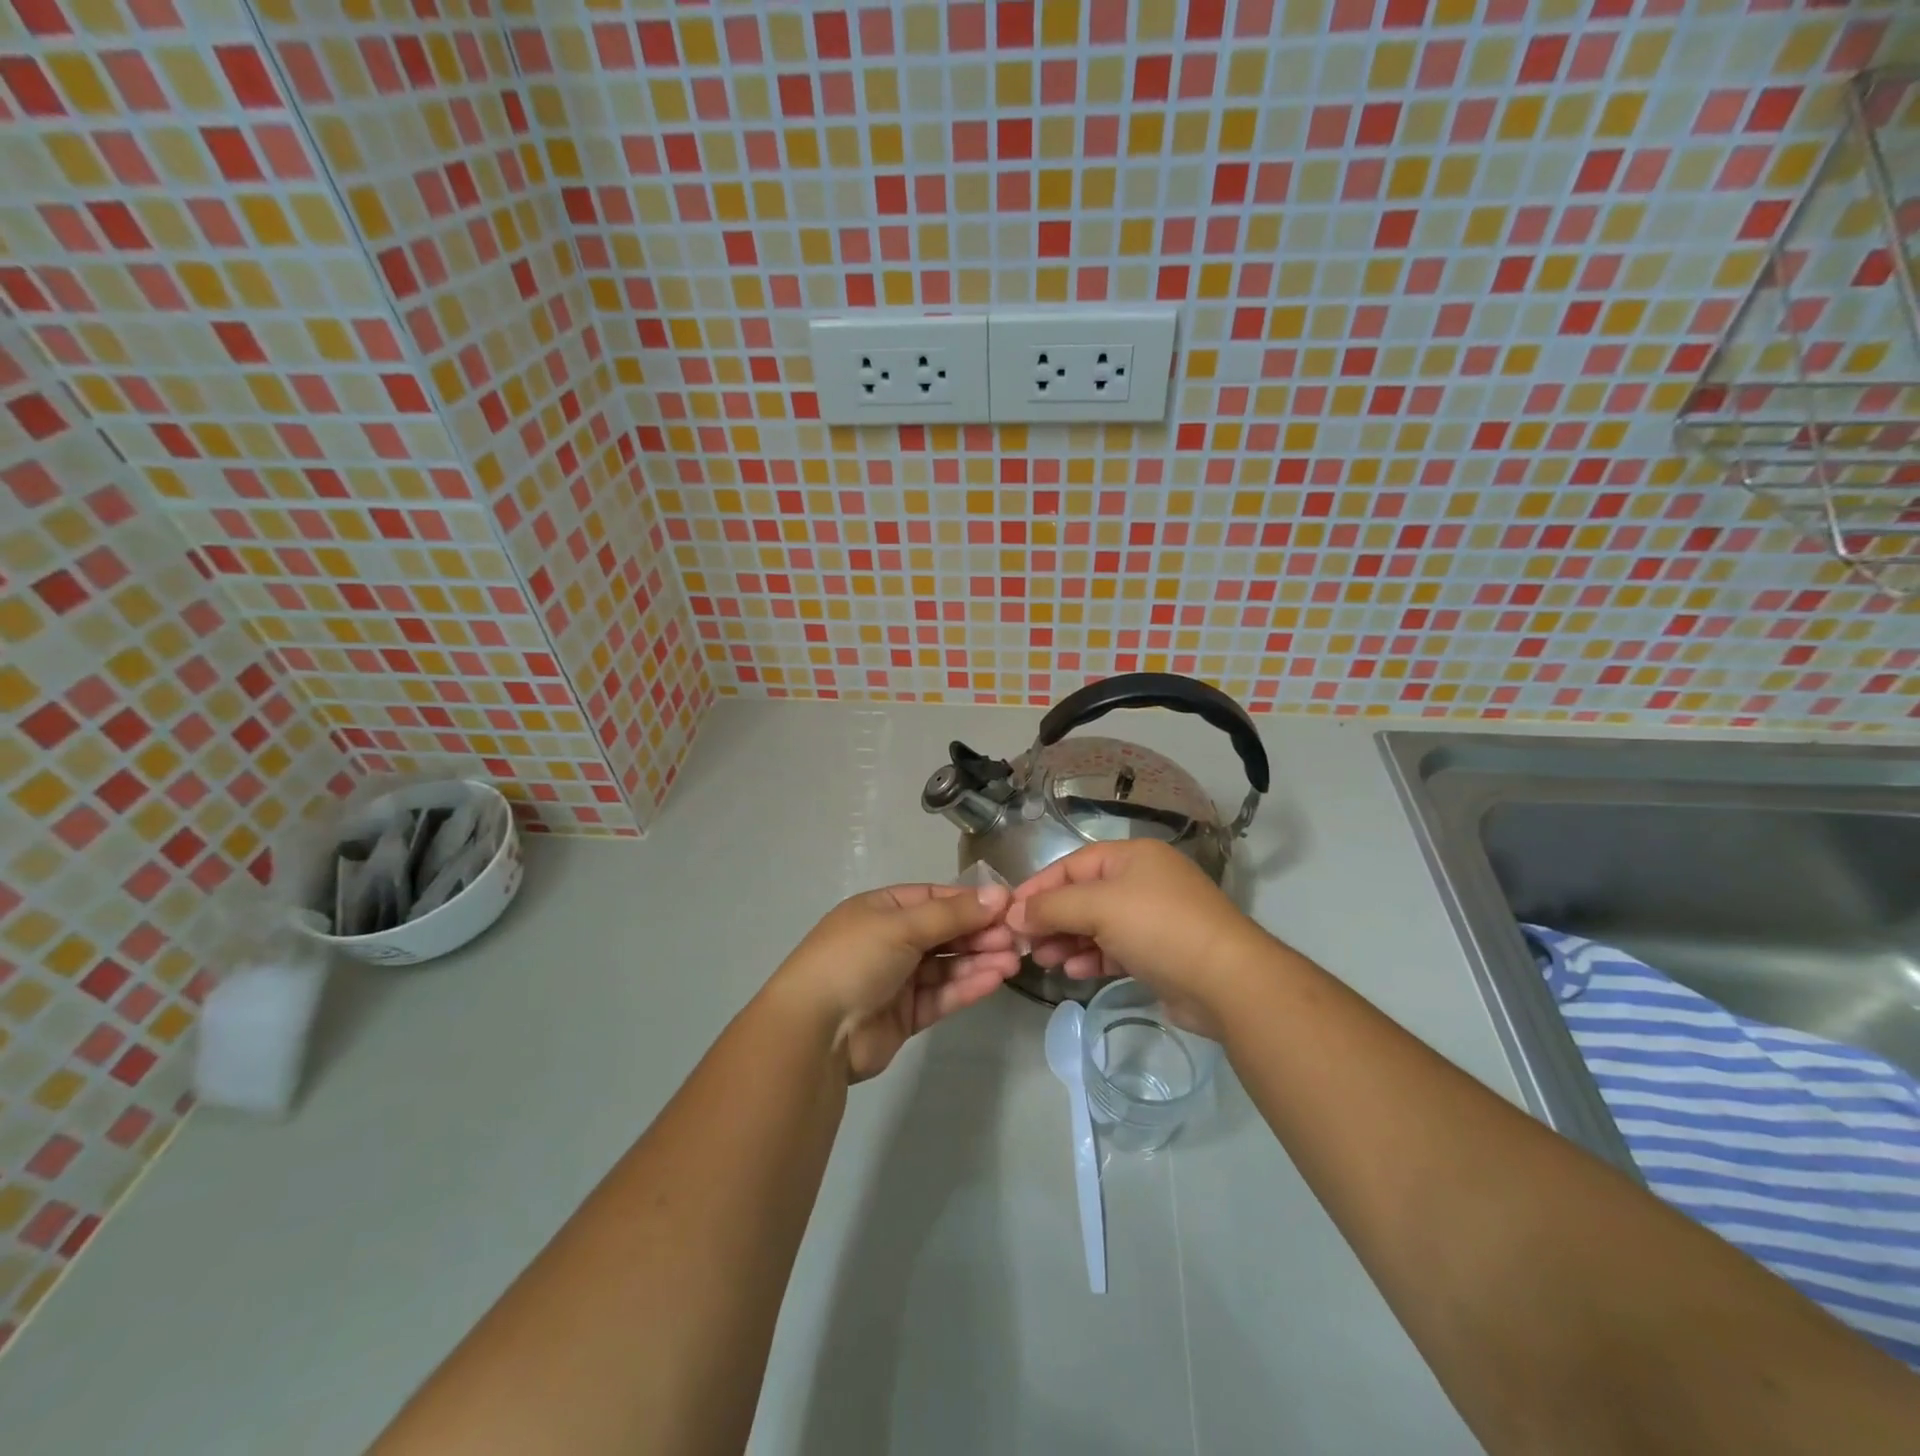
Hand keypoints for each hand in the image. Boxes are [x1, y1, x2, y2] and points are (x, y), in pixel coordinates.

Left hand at [768, 882, 1019, 1081]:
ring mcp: (898, 978)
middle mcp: (891, 940)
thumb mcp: (902, 926)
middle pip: (945, 932)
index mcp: (882, 909)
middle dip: (980, 933)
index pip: (935, 898)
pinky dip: (967, 986)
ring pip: (947, 965)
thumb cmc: (854, 960)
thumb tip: (1000, 894)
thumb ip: (953, 914)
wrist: (815, 1032)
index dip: (971, 902)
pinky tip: (994, 980)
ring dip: (978, 960)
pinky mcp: (906, 1014)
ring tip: (1013, 961)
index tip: (1008, 907)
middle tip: (1016, 939)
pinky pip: (942, 994)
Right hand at [1006, 840, 1268, 1038]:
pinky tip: (1073, 972)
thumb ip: (1053, 907)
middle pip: (1083, 895)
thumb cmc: (1158, 928)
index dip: (1038, 887)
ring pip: (1097, 925)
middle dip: (1051, 918)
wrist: (1227, 981)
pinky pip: (1114, 949)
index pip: (1072, 864)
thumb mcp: (1099, 907)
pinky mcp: (1159, 952)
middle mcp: (1142, 881)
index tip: (1008, 913)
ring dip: (1067, 940)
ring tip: (1042, 959)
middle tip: (1022, 943)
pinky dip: (1091, 957)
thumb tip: (1014, 913)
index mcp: (1132, 856)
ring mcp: (1153, 918)